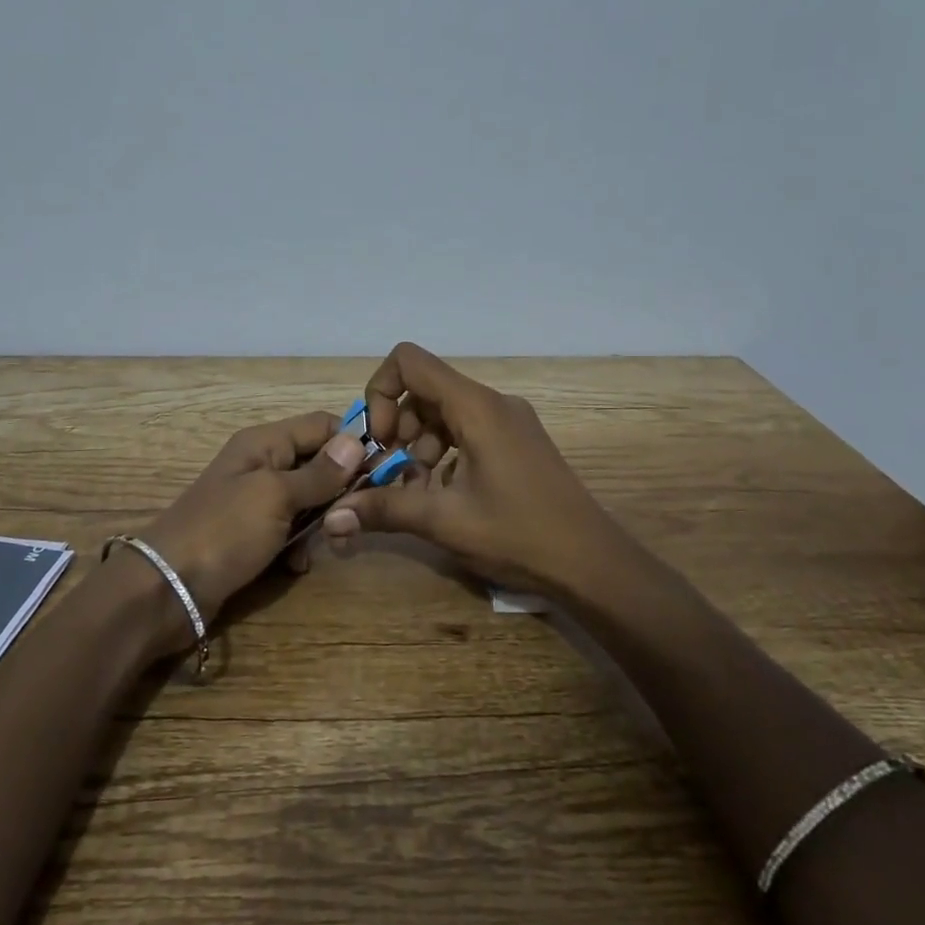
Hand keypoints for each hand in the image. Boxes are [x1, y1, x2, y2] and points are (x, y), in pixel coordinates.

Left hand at [134, 411, 367, 642]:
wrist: (166, 590)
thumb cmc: (223, 531)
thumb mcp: (275, 496)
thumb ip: (319, 473)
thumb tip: (357, 441)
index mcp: (265, 443)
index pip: (322, 425)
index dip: (353, 443)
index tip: (383, 470)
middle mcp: (262, 465)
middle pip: (319, 464)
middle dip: (340, 490)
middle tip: (353, 518)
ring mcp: (256, 503)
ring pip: (309, 502)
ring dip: (321, 523)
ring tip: (328, 545)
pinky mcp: (252, 536)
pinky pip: (290, 532)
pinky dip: (298, 547)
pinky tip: (295, 566)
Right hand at [323, 343, 626, 595]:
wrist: (592, 563)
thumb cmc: (519, 534)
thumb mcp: (445, 521)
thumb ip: (385, 509)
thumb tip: (332, 517)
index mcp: (475, 406)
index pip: (409, 361)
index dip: (380, 392)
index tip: (379, 440)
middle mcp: (492, 402)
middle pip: (424, 389)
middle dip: (396, 427)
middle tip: (390, 473)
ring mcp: (508, 421)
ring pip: (443, 412)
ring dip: (417, 444)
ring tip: (415, 489)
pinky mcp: (516, 442)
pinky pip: (466, 430)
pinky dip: (442, 452)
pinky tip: (441, 494)